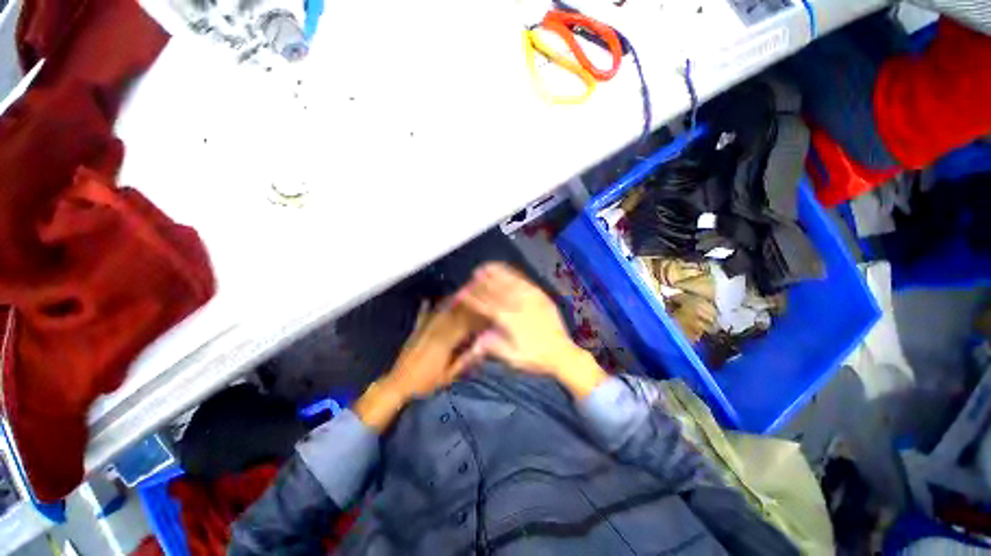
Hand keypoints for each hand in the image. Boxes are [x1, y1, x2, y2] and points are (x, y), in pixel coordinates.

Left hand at [355, 301, 485, 430]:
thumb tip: (480, 347)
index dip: (476, 319)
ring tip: (460, 296)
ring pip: (440, 313)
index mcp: (444, 343)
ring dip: (451, 304)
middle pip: (454, 316)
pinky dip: (425, 308)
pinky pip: (422, 316)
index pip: (464, 326)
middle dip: (466, 307)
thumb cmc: (426, 382)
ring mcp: (424, 330)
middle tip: (476, 300)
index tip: (485, 313)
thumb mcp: (448, 376)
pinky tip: (427, 300)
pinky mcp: (415, 331)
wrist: (399, 384)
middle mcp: (435, 332)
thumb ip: (464, 360)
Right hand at [457, 263, 606, 397]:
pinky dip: (514, 275)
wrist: (562, 353)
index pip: (487, 306)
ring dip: (496, 274)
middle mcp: (520, 307)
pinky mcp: (541, 297)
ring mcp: (532, 299)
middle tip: (472, 274)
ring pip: (510, 282)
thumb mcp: (513, 359)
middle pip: (497, 291)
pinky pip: (525, 282)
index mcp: (510, 322)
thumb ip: (494, 347)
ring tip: (486, 267)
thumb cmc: (536, 358)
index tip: (463, 293)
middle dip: (483, 281)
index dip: (474, 299)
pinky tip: (507, 270)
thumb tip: (477, 339)